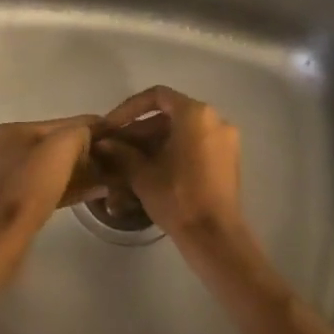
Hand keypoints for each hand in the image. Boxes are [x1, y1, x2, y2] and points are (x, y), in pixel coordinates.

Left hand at [0, 116, 103, 277]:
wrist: (4, 236)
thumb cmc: (32, 185)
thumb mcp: (63, 146)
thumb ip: (80, 131)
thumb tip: (89, 135)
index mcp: (13, 131)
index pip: (60, 124)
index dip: (89, 128)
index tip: (114, 135)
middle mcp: (5, 150)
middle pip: (54, 147)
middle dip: (83, 153)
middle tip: (111, 161)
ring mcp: (6, 178)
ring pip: (50, 169)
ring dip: (78, 172)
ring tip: (106, 178)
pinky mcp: (11, 203)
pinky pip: (46, 188)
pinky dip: (68, 188)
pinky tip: (92, 192)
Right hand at [94, 87, 247, 250]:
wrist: (215, 236)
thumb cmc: (178, 197)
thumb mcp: (142, 174)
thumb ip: (122, 152)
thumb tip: (104, 143)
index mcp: (195, 114)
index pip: (157, 96)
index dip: (130, 108)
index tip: (112, 126)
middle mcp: (215, 119)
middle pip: (170, 114)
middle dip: (141, 129)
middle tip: (117, 147)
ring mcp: (225, 139)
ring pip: (182, 131)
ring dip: (155, 141)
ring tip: (130, 160)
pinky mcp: (229, 159)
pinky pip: (196, 144)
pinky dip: (174, 150)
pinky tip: (153, 169)